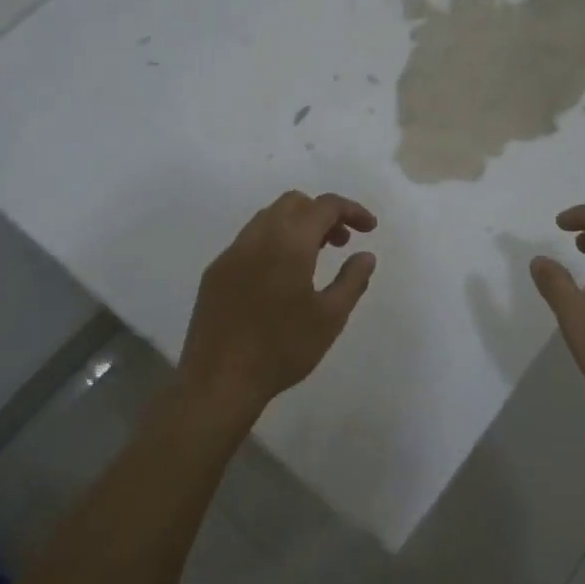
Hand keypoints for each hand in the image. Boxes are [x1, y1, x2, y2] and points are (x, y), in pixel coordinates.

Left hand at [179, 191, 377, 414]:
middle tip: (341, 242)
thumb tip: (365, 255)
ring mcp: (231, 253)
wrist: (219, 380)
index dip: (352, 210)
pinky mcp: (215, 272)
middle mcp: (257, 237)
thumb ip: (352, 280)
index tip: (370, 229)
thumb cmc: (282, 348)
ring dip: (296, 226)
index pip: (324, 206)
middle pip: (293, 203)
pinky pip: (248, 241)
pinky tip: (279, 278)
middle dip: (322, 213)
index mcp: (289, 242)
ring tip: (314, 258)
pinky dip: (272, 242)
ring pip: (268, 218)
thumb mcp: (330, 318)